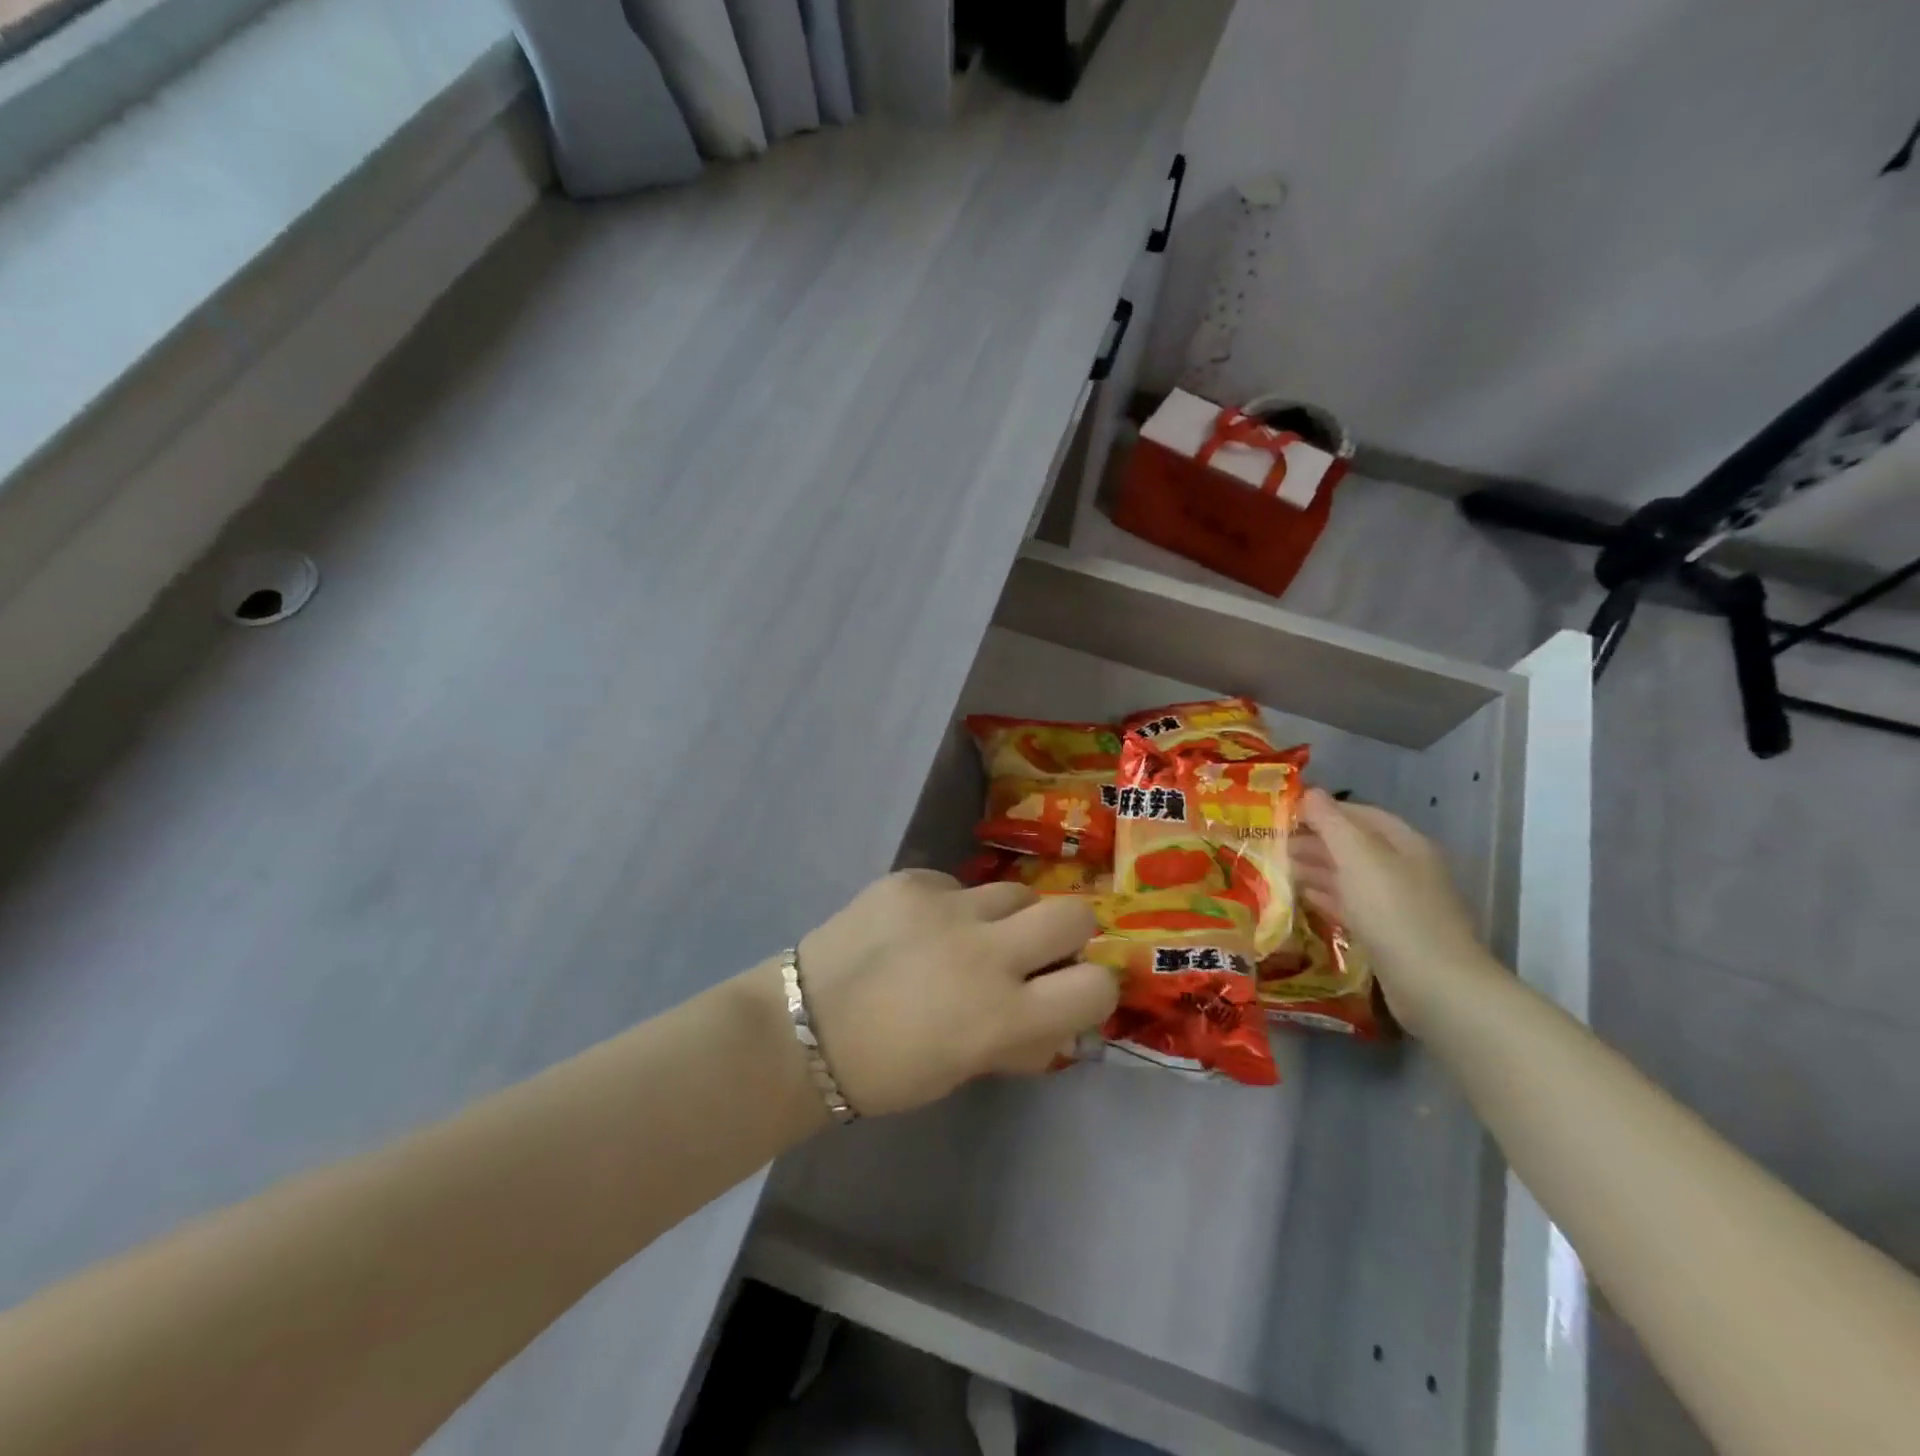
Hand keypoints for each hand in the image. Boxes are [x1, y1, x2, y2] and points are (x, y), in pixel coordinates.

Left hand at [792, 870, 1118, 1117]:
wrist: (802, 1028)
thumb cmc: (887, 1070)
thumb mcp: (966, 1068)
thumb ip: (1021, 1039)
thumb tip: (1061, 1018)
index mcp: (1003, 1016)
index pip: (1096, 987)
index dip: (1093, 988)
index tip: (1072, 989)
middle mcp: (986, 953)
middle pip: (1073, 914)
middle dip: (1066, 933)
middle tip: (1034, 951)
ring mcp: (947, 907)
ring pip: (1015, 891)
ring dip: (1006, 916)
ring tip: (967, 936)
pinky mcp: (912, 879)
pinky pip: (957, 883)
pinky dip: (951, 905)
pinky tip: (917, 927)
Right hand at [1286, 789, 1496, 1032]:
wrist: (1434, 986)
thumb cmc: (1393, 911)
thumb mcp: (1358, 858)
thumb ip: (1331, 823)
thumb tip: (1309, 792)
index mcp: (1404, 844)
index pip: (1358, 814)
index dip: (1322, 809)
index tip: (1282, 811)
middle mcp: (1404, 868)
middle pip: (1353, 845)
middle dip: (1313, 840)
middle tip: (1270, 842)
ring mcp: (1397, 903)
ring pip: (1349, 876)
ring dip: (1315, 869)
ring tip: (1277, 868)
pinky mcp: (1388, 934)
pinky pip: (1351, 905)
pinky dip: (1326, 897)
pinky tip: (1302, 898)